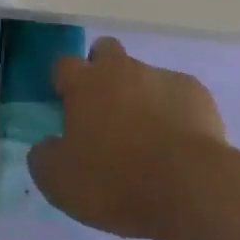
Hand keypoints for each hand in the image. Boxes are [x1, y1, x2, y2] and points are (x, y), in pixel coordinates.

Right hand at [28, 36, 226, 239]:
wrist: (192, 187)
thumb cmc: (118, 182)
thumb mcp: (61, 183)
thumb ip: (44, 157)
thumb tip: (45, 145)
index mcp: (85, 83)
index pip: (64, 65)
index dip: (63, 83)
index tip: (67, 108)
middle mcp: (121, 69)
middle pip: (105, 52)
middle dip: (102, 71)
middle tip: (105, 111)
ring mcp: (160, 76)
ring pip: (143, 74)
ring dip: (139, 95)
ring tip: (147, 136)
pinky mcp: (195, 92)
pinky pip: (177, 94)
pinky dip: (174, 110)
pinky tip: (178, 142)